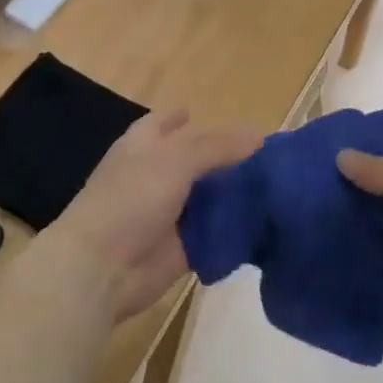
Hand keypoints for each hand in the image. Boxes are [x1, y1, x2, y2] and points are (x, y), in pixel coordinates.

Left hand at [41, 110, 261, 321]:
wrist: (103, 267)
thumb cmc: (131, 199)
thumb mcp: (175, 160)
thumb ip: (217, 147)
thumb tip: (260, 135)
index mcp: (143, 147)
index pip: (163, 124)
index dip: (181, 118)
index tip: (205, 115)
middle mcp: (155, 177)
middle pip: (194, 162)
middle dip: (224, 159)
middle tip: (268, 155)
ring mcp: (168, 214)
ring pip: (208, 199)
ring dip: (235, 195)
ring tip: (279, 186)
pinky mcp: (182, 247)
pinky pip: (214, 234)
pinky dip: (236, 230)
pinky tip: (269, 221)